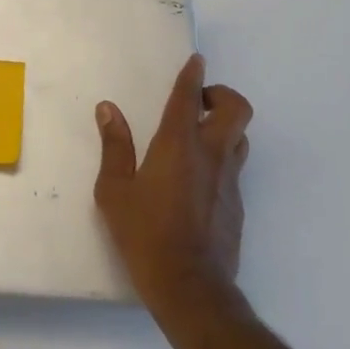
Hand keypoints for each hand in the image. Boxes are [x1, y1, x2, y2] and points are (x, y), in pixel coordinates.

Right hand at [93, 53, 252, 313]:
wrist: (191, 287)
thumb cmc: (145, 234)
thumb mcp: (114, 191)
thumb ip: (114, 146)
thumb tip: (108, 109)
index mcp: (178, 145)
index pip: (189, 97)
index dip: (193, 75)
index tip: (196, 60)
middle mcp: (210, 155)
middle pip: (236, 109)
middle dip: (222, 95)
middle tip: (200, 102)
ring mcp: (229, 182)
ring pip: (241, 138)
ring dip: (225, 127)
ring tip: (199, 137)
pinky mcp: (236, 206)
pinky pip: (234, 169)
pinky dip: (221, 161)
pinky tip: (197, 181)